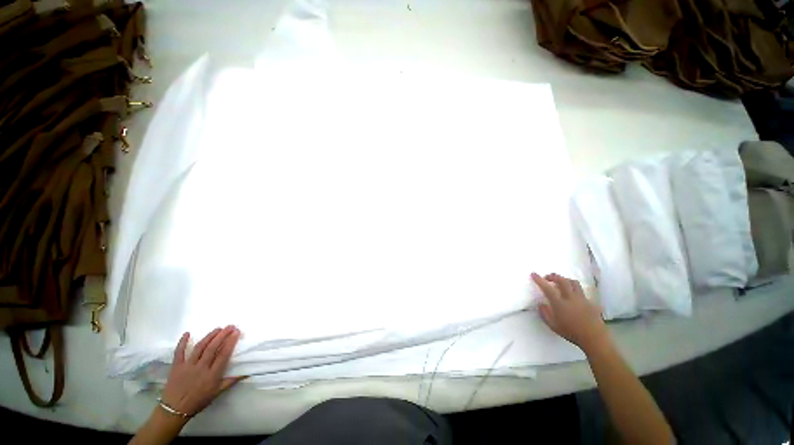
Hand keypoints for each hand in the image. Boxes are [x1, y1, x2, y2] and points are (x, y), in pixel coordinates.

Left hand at [161, 326, 243, 416]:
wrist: (174, 410)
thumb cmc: (198, 401)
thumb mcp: (216, 393)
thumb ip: (230, 381)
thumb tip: (246, 373)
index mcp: (212, 375)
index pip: (223, 355)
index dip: (231, 342)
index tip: (236, 332)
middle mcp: (201, 368)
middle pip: (212, 348)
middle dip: (222, 335)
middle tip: (230, 326)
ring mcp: (188, 366)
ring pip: (199, 347)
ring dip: (209, 336)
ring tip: (218, 328)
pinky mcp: (176, 366)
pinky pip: (179, 352)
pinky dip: (182, 342)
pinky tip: (187, 333)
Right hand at [531, 273, 608, 351]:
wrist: (594, 338)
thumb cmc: (571, 332)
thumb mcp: (553, 326)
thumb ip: (545, 314)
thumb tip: (541, 304)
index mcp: (559, 303)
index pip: (547, 288)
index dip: (539, 280)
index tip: (533, 274)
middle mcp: (571, 298)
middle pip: (562, 280)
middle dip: (554, 276)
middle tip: (548, 277)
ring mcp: (582, 299)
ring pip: (574, 283)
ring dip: (566, 280)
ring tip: (561, 283)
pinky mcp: (591, 302)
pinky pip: (582, 292)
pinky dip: (576, 291)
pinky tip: (574, 296)